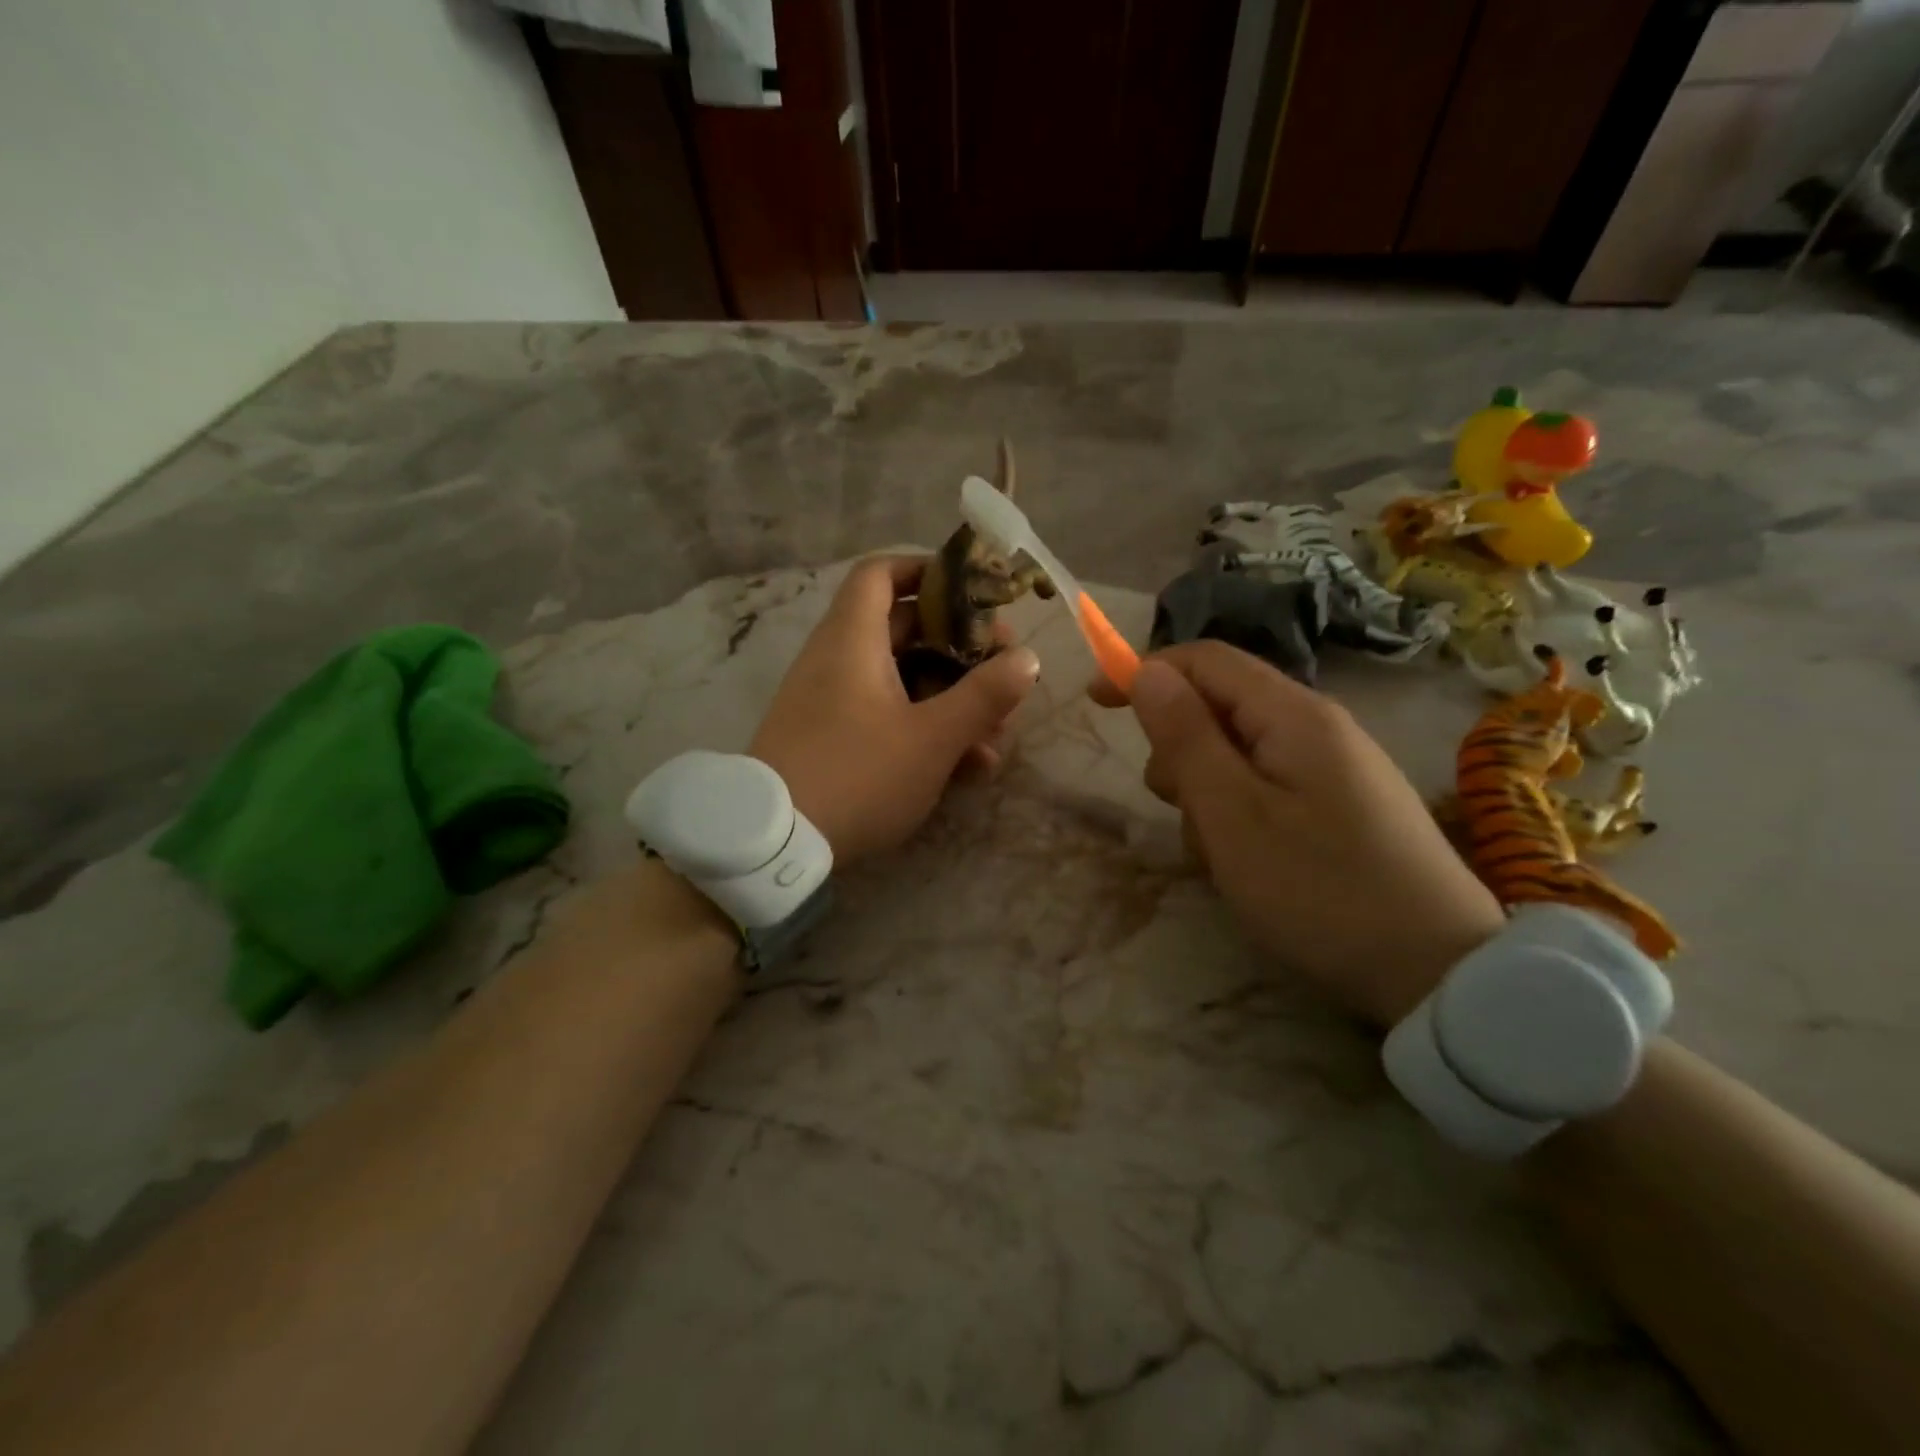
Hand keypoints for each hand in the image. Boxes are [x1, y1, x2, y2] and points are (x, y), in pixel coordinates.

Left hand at [750, 555, 1040, 865]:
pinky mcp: (831, 738)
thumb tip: (1027, 658)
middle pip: (904, 630)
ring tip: (996, 738)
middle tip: (1004, 674)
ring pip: (903, 682)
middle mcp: (838, 660)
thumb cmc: (858, 775)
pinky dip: (924, 729)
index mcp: (853, 640)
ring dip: (952, 701)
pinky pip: (885, 716)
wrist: (776, 844)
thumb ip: (984, 696)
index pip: (882, 573)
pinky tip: (967, 768)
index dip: (927, 571)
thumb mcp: (932, 739)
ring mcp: (832, 701)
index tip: (973, 593)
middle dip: (962, 651)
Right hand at [1106, 642, 1505, 1028]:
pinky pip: (1269, 788)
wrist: (1438, 972)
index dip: (1145, 670)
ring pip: (1240, 754)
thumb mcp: (1231, 813)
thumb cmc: (1318, 888)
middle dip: (1180, 749)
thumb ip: (1185, 737)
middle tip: (1176, 807)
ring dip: (1209, 792)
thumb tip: (1148, 670)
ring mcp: (1336, 769)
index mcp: (1292, 714)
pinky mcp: (1343, 807)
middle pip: (1221, 707)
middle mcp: (1318, 727)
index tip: (1095, 702)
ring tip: (1220, 852)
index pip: (1205, 660)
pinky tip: (1252, 864)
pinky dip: (1240, 815)